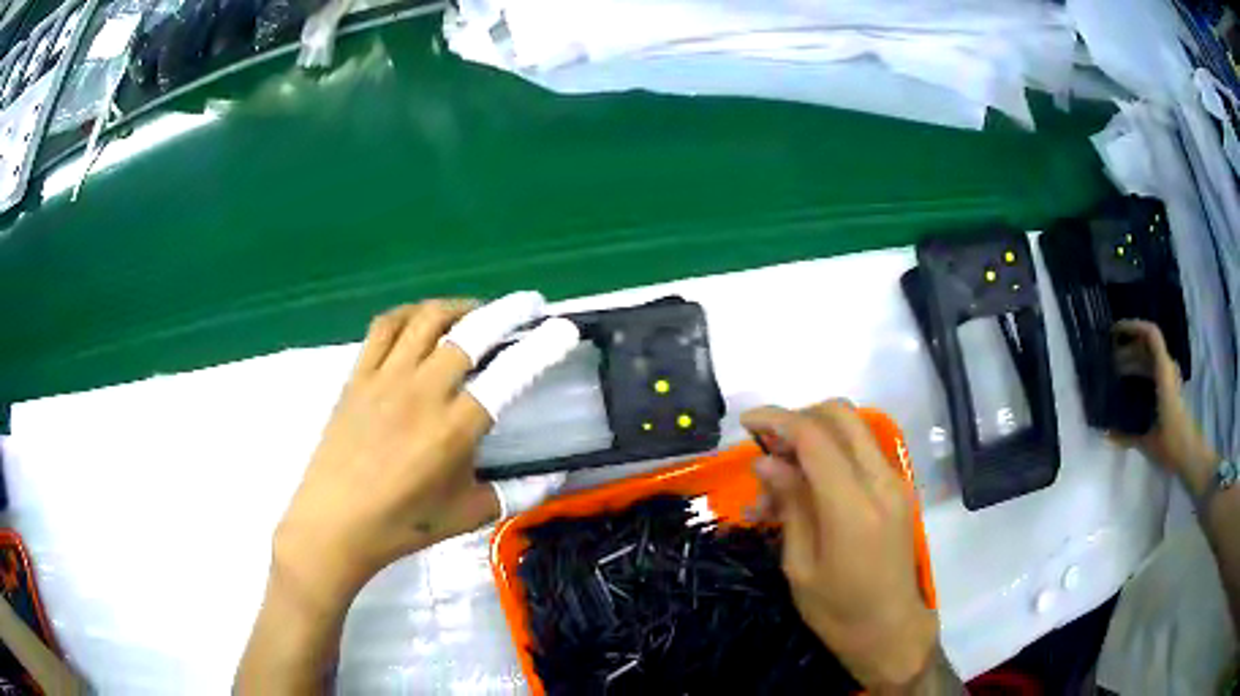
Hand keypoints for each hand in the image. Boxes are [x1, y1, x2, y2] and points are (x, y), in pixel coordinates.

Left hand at [274, 294, 576, 607]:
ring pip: (427, 318)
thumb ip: (517, 493)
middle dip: (509, 311)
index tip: (565, 328)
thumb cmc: (402, 525)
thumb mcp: (469, 515)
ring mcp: (386, 378)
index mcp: (455, 429)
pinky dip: (410, 313)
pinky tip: (423, 320)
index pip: (510, 376)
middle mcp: (423, 392)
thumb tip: (555, 478)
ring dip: (460, 306)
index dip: (543, 347)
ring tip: (478, 312)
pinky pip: (385, 327)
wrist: (334, 523)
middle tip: (529, 305)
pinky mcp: (358, 375)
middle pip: (471, 332)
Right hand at [741, 401, 936, 690]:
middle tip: (767, 446)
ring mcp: (894, 482)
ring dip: (813, 437)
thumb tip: (765, 461)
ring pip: (853, 429)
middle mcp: (881, 481)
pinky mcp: (896, 489)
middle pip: (841, 415)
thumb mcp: (800, 565)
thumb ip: (789, 505)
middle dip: (798, 417)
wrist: (891, 629)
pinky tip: (802, 489)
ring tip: (777, 480)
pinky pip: (860, 453)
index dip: (777, 420)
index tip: (745, 423)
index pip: (815, 437)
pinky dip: (829, 455)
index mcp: (853, 506)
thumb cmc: (838, 611)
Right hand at [1111, 320, 1217, 492]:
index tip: (1114, 332)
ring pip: (1149, 361)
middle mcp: (1167, 370)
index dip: (1132, 327)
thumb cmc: (1171, 443)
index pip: (1150, 335)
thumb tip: (1106, 433)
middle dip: (1128, 349)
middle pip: (1147, 347)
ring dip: (1133, 363)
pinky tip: (1128, 391)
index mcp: (1163, 372)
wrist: (1190, 456)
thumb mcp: (1147, 441)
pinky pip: (1153, 374)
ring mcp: (1169, 381)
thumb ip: (1126, 436)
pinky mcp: (1169, 392)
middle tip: (1108, 361)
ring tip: (1115, 375)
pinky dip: (1139, 375)